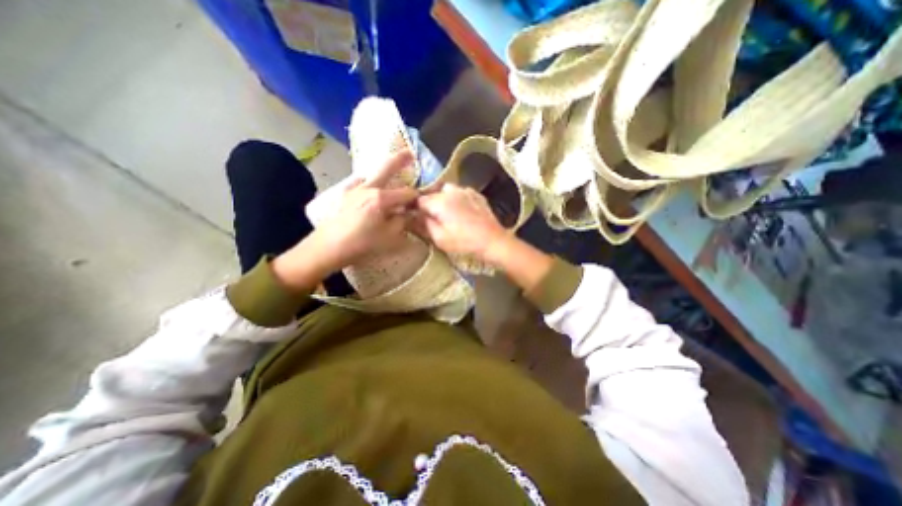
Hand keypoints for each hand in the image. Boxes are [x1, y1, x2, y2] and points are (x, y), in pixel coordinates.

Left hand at [271, 147, 418, 291]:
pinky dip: (367, 181)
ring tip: (391, 172)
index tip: (422, 202)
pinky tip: (367, 186)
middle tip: (410, 153)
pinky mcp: (345, 195)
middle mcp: (368, 188)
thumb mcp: (389, 236)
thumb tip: (408, 213)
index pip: (406, 193)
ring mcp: (354, 190)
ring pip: (372, 174)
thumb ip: (402, 222)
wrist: (328, 248)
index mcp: (381, 198)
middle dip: (400, 160)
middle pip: (387, 168)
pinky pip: (358, 182)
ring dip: (383, 171)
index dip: (416, 197)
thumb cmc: (362, 244)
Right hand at [414, 185, 505, 263]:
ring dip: (443, 199)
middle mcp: (452, 191)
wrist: (493, 241)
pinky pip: (461, 192)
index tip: (415, 216)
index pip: (420, 200)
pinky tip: (461, 210)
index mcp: (440, 202)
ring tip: (447, 212)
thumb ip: (425, 224)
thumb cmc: (464, 242)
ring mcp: (466, 191)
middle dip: (430, 203)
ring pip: (447, 190)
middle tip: (432, 216)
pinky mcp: (477, 195)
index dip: (415, 208)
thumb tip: (416, 216)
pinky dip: (457, 198)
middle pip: (433, 193)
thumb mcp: (440, 238)